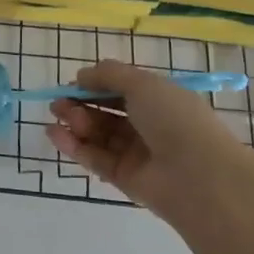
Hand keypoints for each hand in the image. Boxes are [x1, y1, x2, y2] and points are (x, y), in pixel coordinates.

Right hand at [45, 60, 253, 222]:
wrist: (198, 177)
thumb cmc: (174, 119)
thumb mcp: (143, 84)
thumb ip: (109, 75)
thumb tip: (82, 75)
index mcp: (160, 101)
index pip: (122, 90)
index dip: (97, 85)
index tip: (73, 84)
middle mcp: (148, 126)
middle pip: (107, 113)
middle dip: (81, 104)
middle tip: (59, 103)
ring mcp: (136, 154)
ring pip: (98, 135)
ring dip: (76, 123)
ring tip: (59, 117)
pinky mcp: (123, 178)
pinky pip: (94, 158)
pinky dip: (74, 146)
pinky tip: (55, 134)